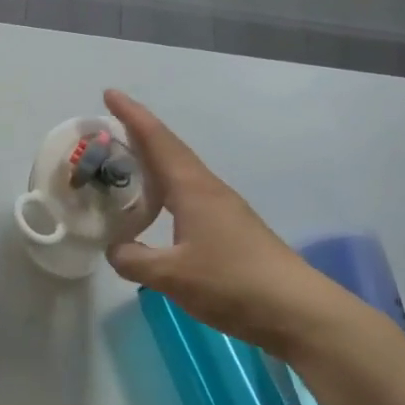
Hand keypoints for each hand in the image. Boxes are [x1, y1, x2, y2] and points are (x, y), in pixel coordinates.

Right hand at [103, 89, 367, 357]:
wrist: (297, 311)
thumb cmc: (233, 283)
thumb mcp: (172, 276)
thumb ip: (135, 260)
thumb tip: (114, 249)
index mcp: (193, 189)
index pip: (157, 141)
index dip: (132, 116)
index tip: (110, 93)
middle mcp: (209, 190)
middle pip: (169, 151)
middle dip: (139, 134)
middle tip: (107, 129)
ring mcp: (224, 209)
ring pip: (180, 174)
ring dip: (153, 163)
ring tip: (125, 166)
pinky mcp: (231, 230)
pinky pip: (189, 196)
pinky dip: (165, 191)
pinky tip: (157, 209)